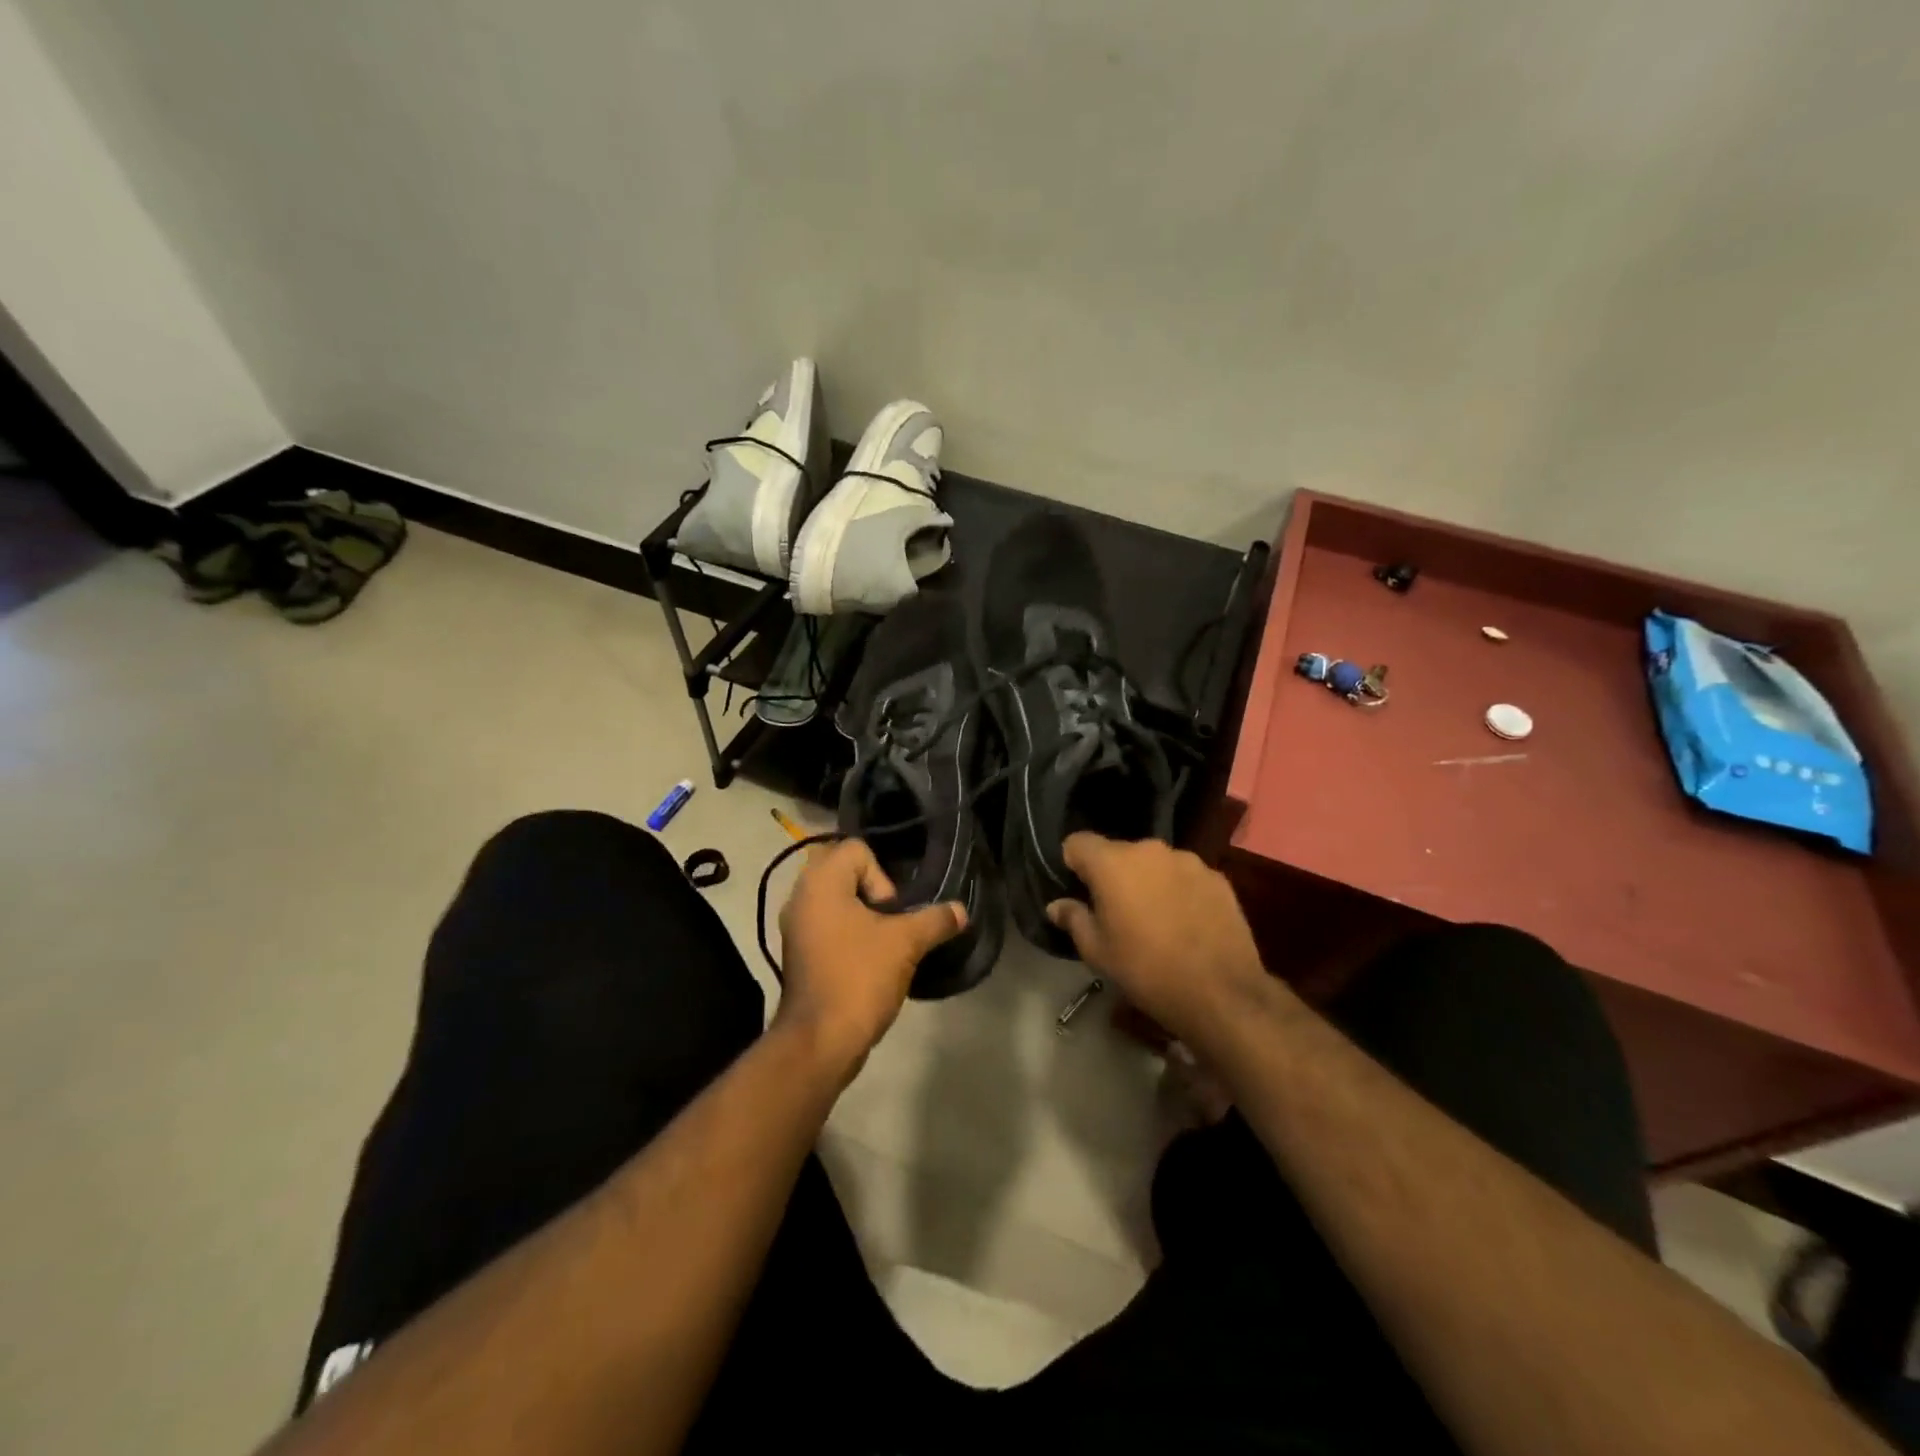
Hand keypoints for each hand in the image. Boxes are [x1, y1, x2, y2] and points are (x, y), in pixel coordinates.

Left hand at [774, 839, 966, 1079]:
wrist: (820, 1041)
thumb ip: (935, 920)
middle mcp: (801, 896)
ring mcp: (795, 926)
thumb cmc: (859, 977)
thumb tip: (961, 911)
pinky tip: (866, 961)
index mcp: (820, 882)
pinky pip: (827, 924)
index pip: (856, 849)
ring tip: (882, 942)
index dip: (881, 876)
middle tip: (889, 921)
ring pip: (835, 899)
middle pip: (844, 871)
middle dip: (872, 891)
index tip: (891, 912)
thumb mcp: (906, 943)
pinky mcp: (797, 952)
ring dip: (861, 914)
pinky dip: (847, 934)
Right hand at [1046, 833, 1267, 1046]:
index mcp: (1112, 863)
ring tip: (1154, 918)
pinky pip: (1184, 876)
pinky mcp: (1217, 877)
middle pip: (1118, 852)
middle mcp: (1149, 850)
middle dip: (1112, 875)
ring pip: (1154, 863)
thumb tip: (1056, 905)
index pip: (1077, 842)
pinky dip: (1178, 891)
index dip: (1072, 864)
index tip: (1078, 890)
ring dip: (1147, 881)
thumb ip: (1074, 919)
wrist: (1221, 993)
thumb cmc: (1146, 971)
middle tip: (1115, 911)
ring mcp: (1187, 860)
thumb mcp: (1098, 953)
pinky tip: (1186, 923)